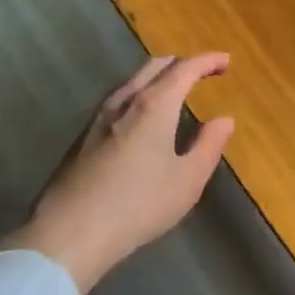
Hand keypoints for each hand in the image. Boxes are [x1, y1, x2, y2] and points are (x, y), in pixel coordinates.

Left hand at [4, 53, 234, 293]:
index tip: (226, 61)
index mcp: (155, 105)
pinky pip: (118, 99)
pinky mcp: (83, 136)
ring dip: (157, 78)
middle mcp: (126, 101)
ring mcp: (99, 117)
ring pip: (132, 81)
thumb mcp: (187, 181)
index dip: (208, 61)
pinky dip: (139, 95)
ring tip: (172, 91)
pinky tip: (140, 118)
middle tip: (201, 72)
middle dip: (181, 64)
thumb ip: (208, 146)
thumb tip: (224, 120)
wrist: (68, 232)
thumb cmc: (138, 205)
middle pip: (155, 66)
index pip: (185, 69)